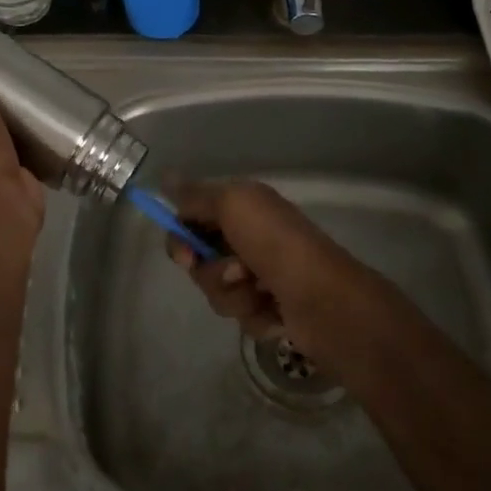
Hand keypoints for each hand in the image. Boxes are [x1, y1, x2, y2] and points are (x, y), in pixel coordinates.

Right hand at [163, 181, 366, 361]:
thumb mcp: (232, 204)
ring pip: (217, 290)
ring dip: (234, 296)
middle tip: (235, 273)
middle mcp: (249, 236)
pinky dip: (254, 315)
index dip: (182, 237)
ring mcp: (260, 275)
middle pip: (200, 258)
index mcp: (243, 207)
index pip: (192, 217)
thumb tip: (166, 175)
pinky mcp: (270, 309)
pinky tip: (275, 312)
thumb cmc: (276, 244)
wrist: (325, 300)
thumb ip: (196, 195)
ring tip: (261, 293)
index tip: (185, 254)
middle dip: (211, 271)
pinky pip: (240, 314)